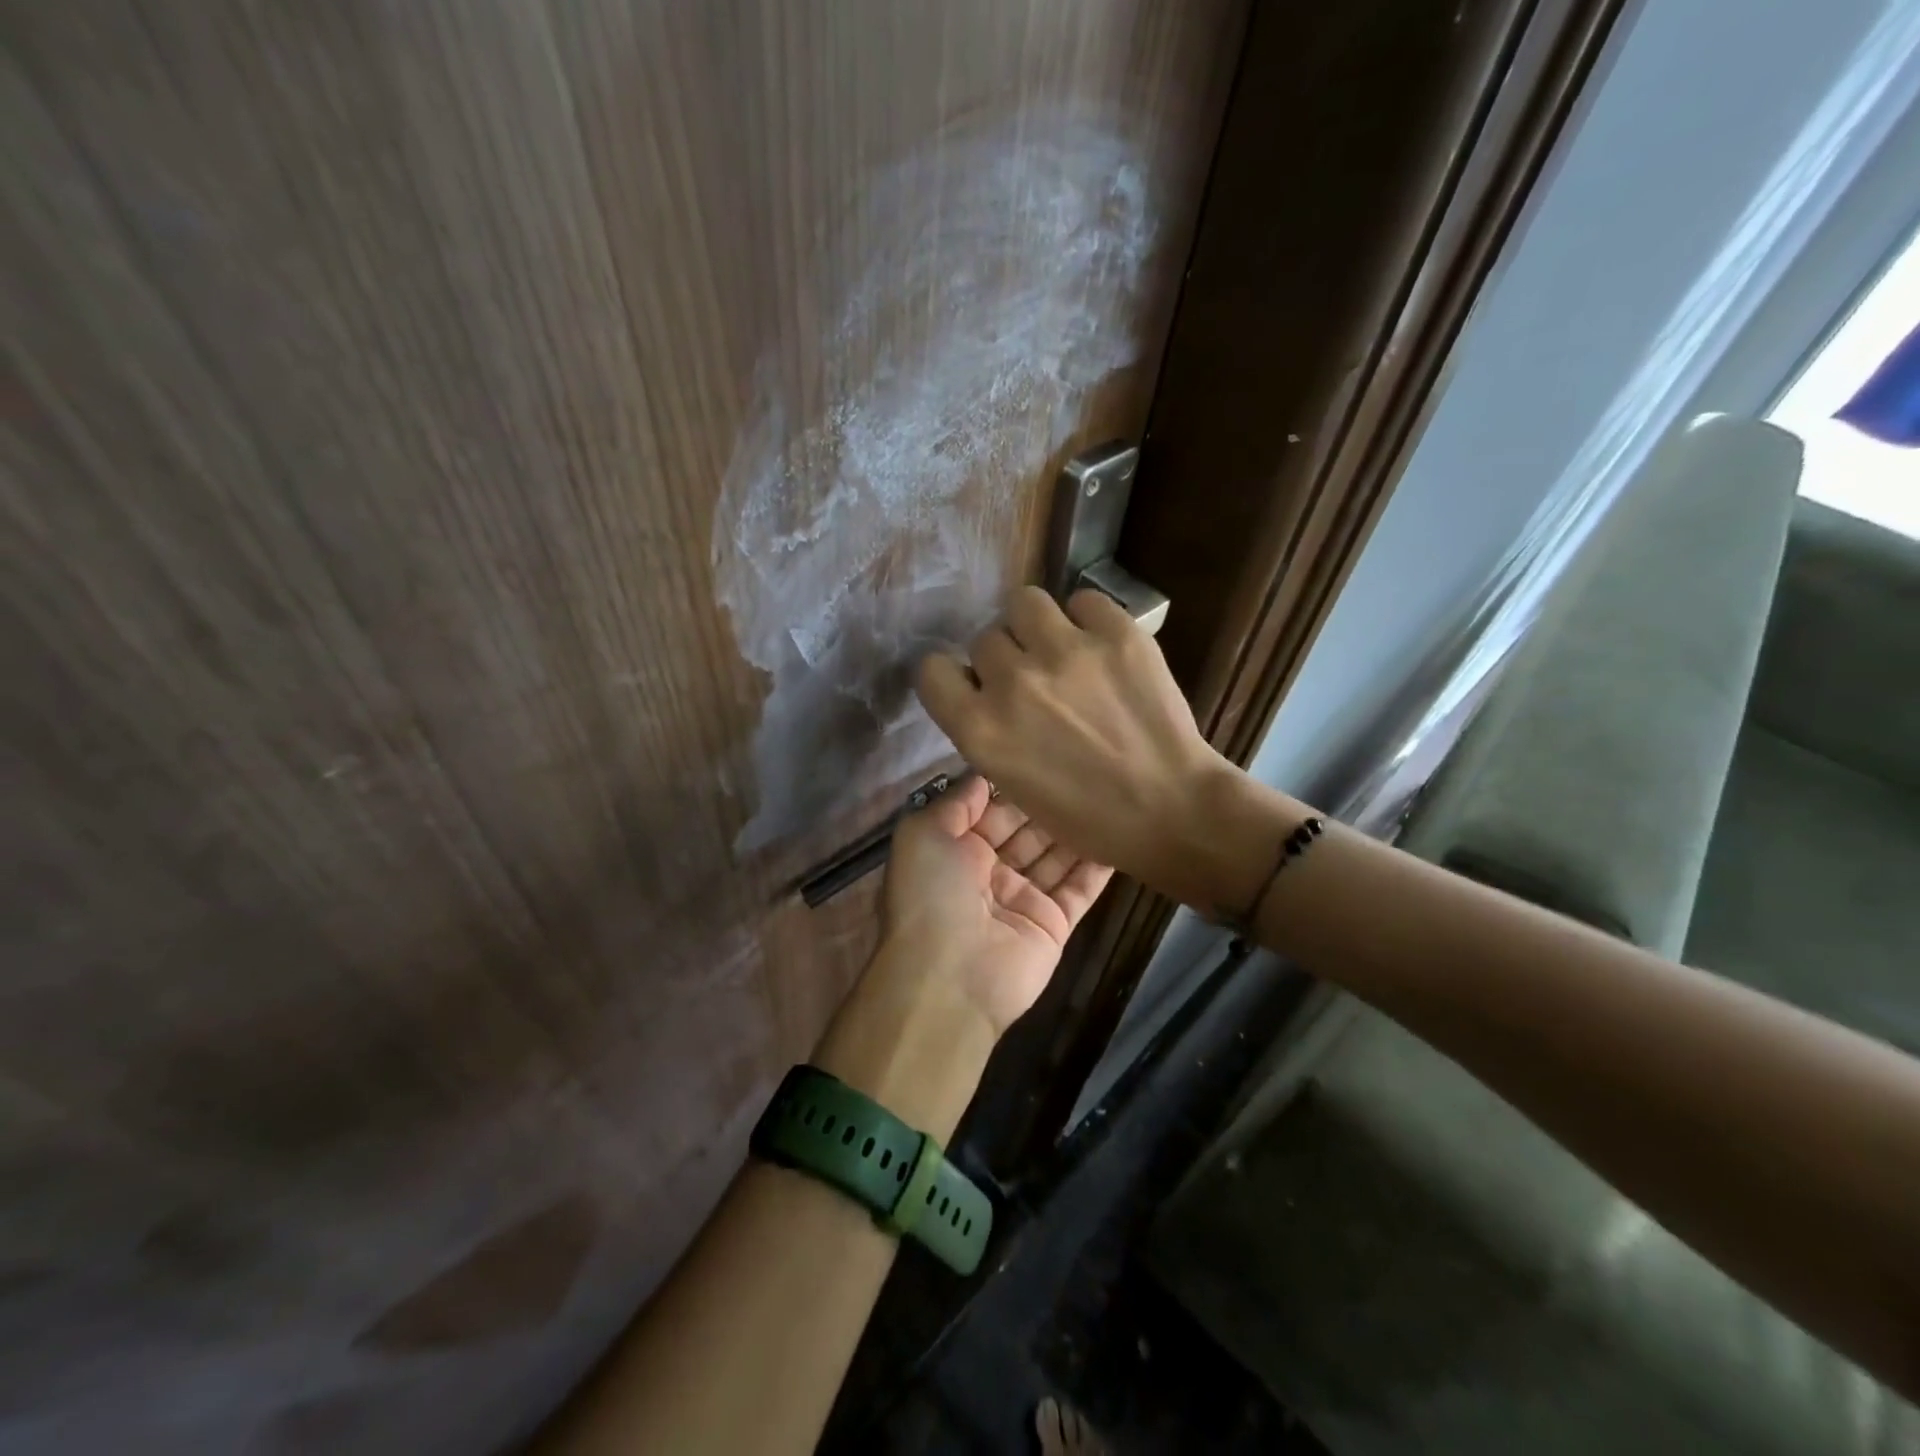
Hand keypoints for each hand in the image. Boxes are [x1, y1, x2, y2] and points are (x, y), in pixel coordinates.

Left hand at [882, 775, 1111, 1035]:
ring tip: (1108, 791)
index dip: (1013, 786)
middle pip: (1026, 830)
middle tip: (1086, 768)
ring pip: (1055, 856)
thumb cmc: (931, 894)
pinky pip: (1080, 888)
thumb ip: (956, 801)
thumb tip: (982, 774)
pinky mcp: (1054, 924)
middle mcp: (989, 872)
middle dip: (1049, 804)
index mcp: (955, 850)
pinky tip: (1120, 832)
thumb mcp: (923, 833)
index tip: (1045, 755)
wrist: (950, 977)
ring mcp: (1023, 899)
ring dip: (1076, 828)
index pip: (990, 811)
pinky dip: (1099, 865)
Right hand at [916, 587, 1236, 903]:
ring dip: (1036, 626)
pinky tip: (1103, 649)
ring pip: (1024, 603)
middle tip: (1037, 682)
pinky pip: (1082, 601)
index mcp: (981, 730)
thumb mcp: (1012, 783)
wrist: (1172, 810)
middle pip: (985, 639)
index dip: (951, 676)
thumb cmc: (1088, 816)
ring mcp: (1066, 652)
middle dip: (1006, 659)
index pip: (932, 670)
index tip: (973, 684)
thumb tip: (987, 688)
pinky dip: (1088, 621)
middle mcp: (1013, 683)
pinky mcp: (1116, 633)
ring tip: (1063, 649)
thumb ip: (988, 730)